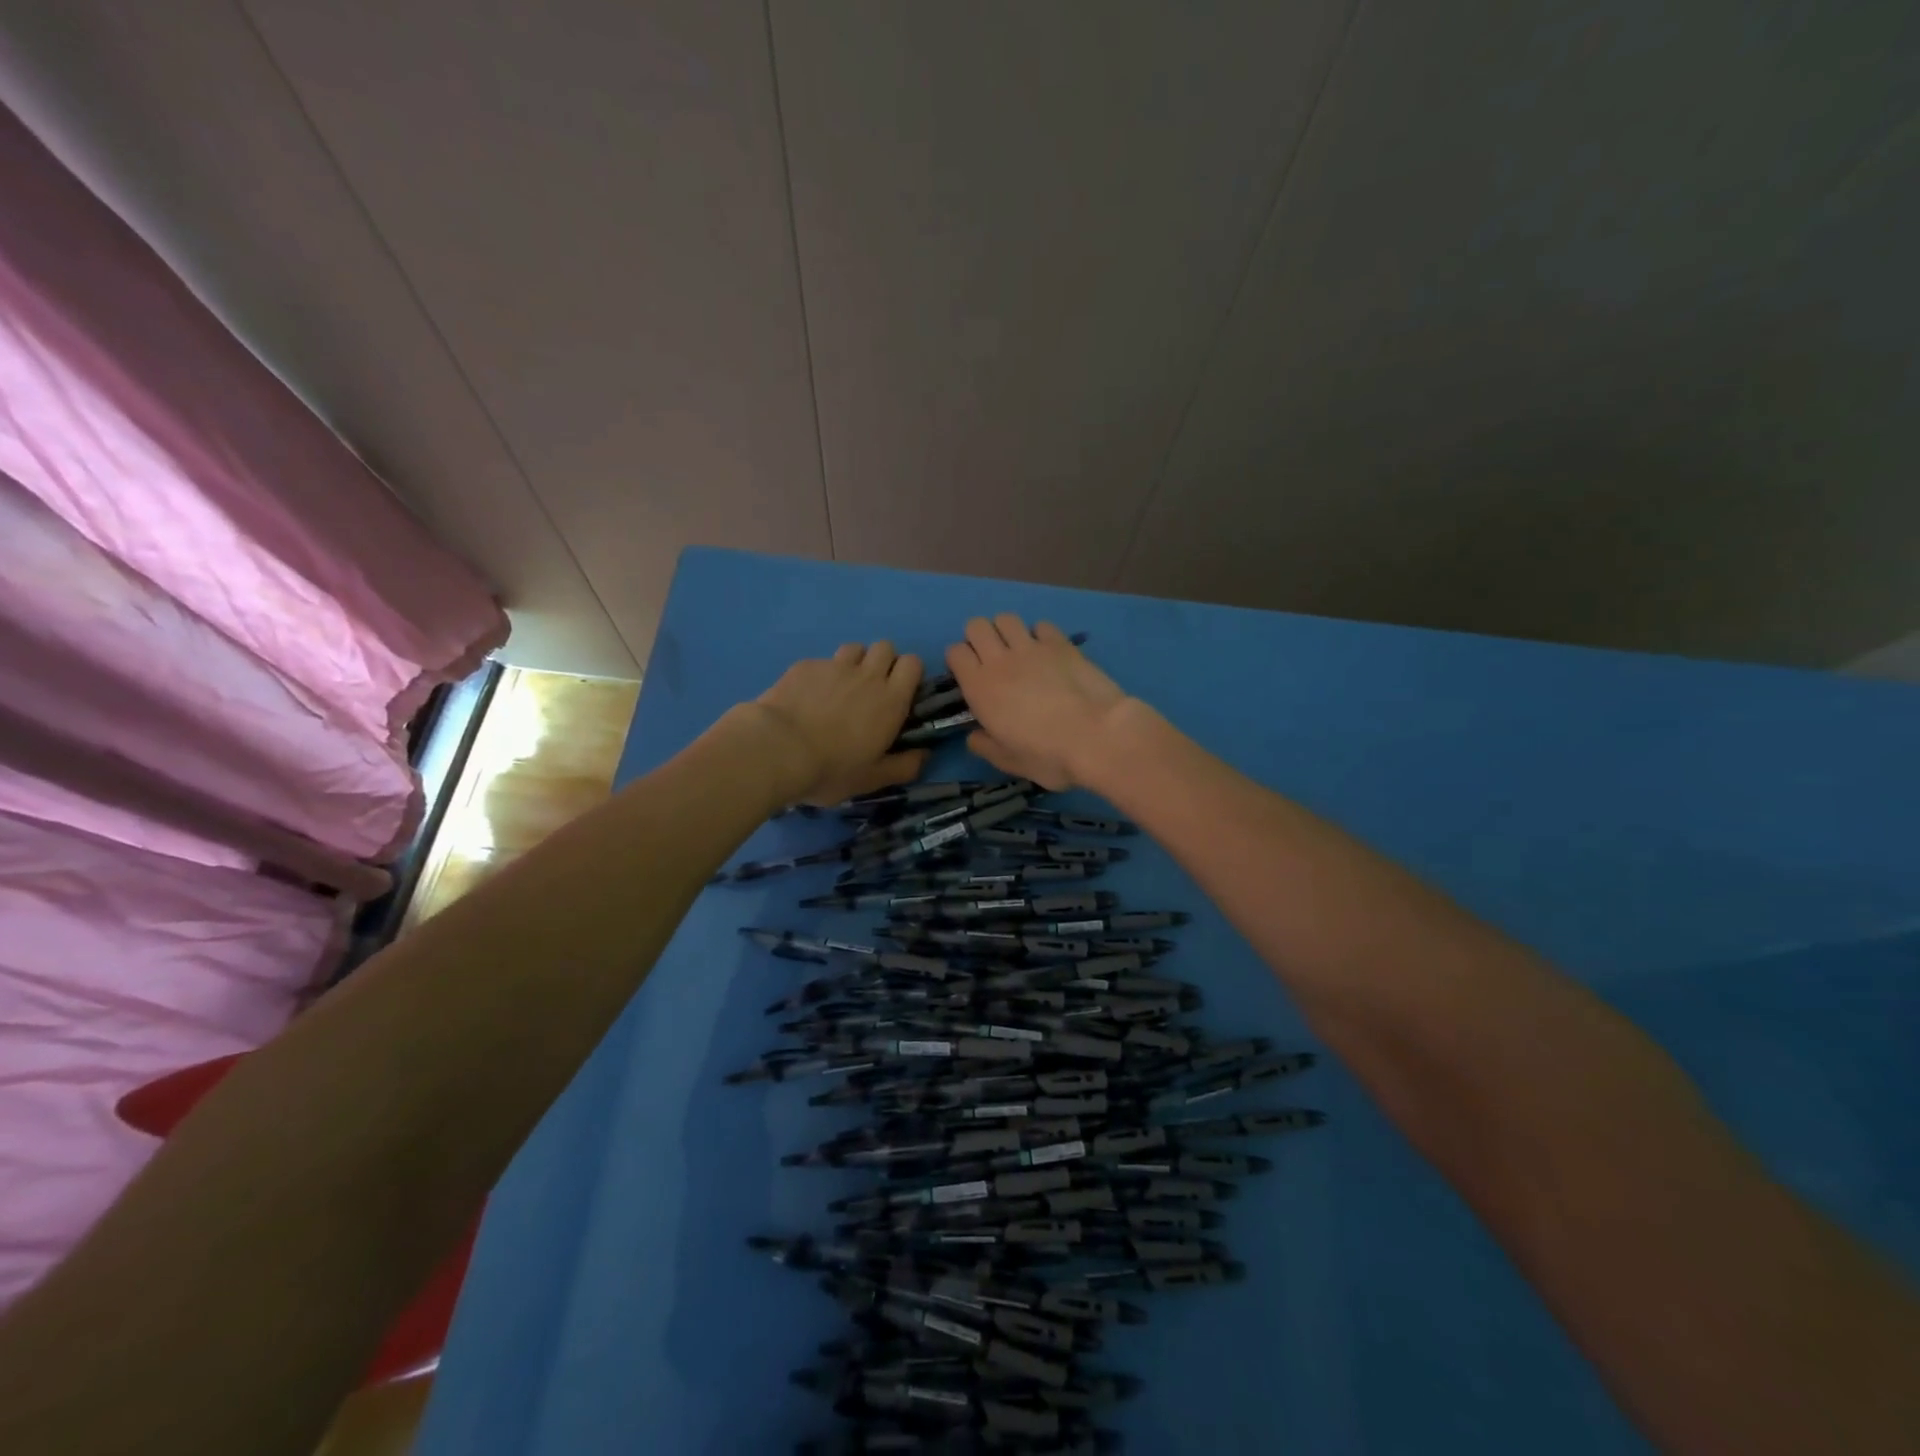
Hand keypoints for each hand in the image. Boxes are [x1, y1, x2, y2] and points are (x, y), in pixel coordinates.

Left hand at [753, 642, 926, 806]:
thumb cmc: (831, 769)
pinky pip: (821, 661)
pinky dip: (821, 674)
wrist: (776, 750)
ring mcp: (834, 666)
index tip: (900, 692)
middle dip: (882, 662)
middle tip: (870, 689)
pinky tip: (807, 696)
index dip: (908, 673)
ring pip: (854, 648)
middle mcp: (867, 675)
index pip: (913, 663)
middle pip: (885, 647)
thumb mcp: (872, 779)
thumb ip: (904, 767)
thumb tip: (926, 755)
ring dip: (854, 662)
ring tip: (840, 688)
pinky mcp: (805, 666)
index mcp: (891, 700)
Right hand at [946, 615, 1129, 790]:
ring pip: (1006, 618)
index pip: (955, 652)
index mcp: (980, 687)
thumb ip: (986, 746)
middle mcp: (1000, 660)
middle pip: (976, 625)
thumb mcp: (1009, 762)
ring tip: (1019, 652)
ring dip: (1007, 632)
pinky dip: (1040, 635)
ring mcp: (1032, 647)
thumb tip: (974, 736)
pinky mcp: (1061, 643)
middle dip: (980, 638)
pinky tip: (1049, 653)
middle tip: (993, 660)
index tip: (971, 676)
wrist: (1098, 737)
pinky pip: (1041, 625)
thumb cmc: (1048, 756)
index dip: (960, 661)